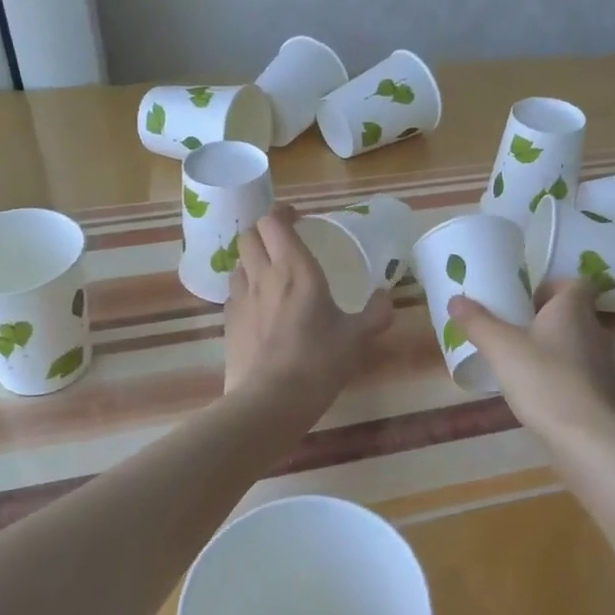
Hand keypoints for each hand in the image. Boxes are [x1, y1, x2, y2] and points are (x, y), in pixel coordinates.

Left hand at [223, 205, 391, 413]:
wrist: (270, 401)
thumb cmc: (318, 362)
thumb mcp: (356, 338)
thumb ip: (374, 314)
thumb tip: (386, 299)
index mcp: (295, 269)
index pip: (274, 222)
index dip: (281, 213)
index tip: (296, 218)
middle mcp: (263, 276)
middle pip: (248, 235)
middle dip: (263, 232)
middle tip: (282, 244)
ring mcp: (241, 299)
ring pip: (238, 263)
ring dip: (252, 261)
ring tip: (270, 275)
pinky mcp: (228, 323)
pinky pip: (233, 293)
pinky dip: (245, 290)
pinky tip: (259, 309)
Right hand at [449, 280, 614, 449]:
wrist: (588, 438)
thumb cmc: (545, 381)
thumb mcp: (501, 348)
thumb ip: (478, 323)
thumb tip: (456, 300)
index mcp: (573, 310)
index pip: (574, 284)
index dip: (550, 288)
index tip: (524, 302)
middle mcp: (595, 330)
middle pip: (572, 314)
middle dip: (543, 320)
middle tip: (512, 332)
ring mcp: (604, 364)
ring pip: (575, 344)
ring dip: (552, 349)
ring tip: (520, 364)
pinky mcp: (604, 393)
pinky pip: (579, 373)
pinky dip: (561, 376)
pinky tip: (538, 393)